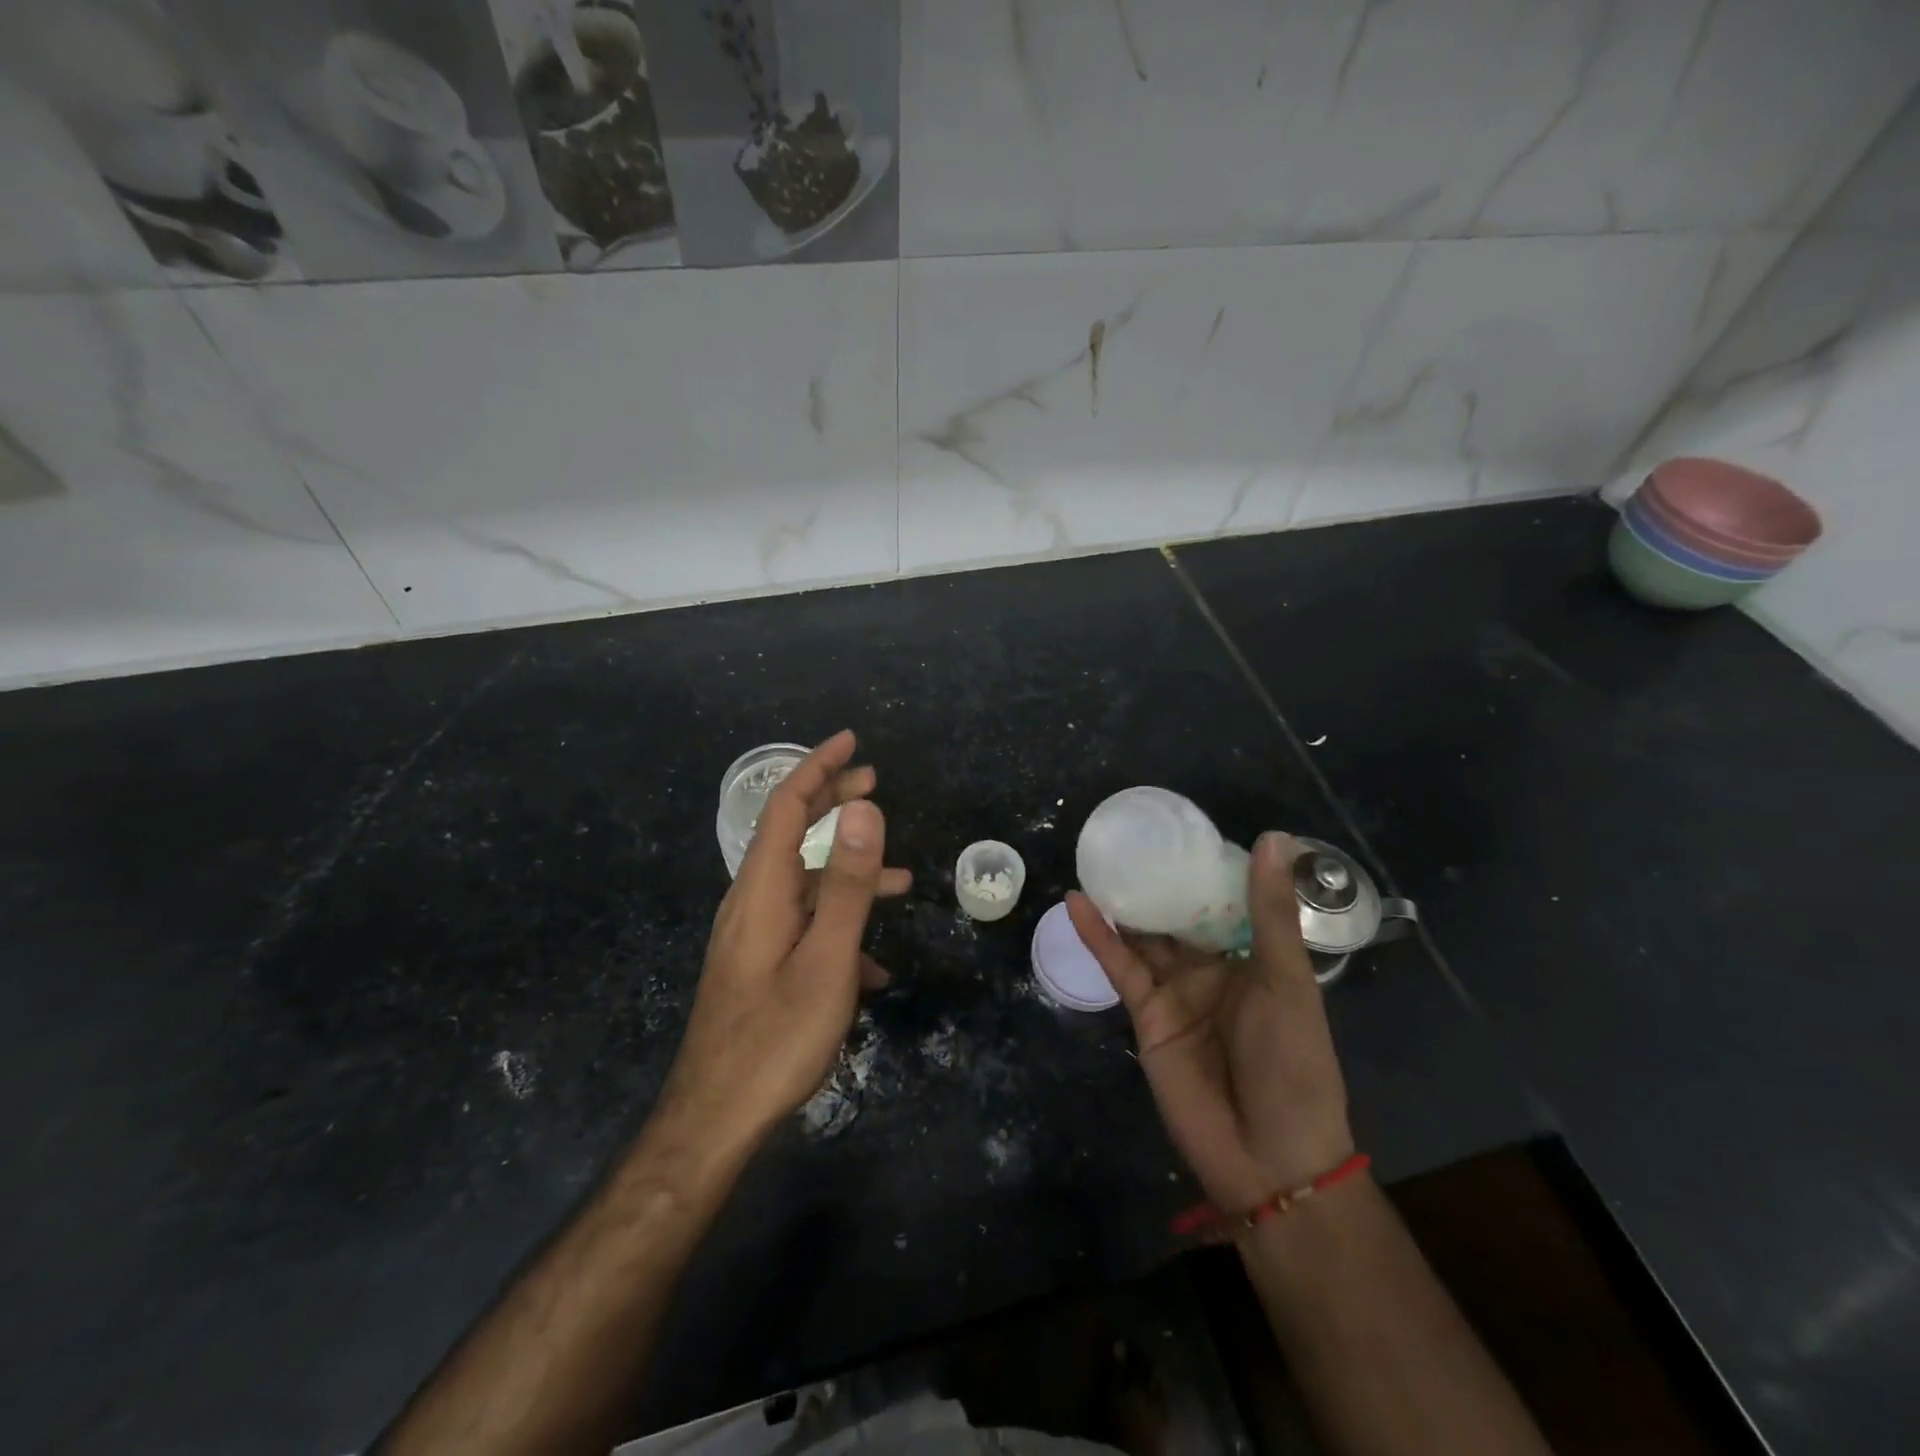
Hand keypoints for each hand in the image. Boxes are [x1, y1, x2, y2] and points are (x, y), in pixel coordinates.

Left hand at [662, 731, 911, 1144]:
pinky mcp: (757, 963)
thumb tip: (864, 809)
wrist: (715, 1118)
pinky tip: (872, 966)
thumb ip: (848, 884)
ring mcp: (751, 934)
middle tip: (874, 781)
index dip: (818, 766)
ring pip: (803, 882)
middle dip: (831, 801)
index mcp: (763, 889)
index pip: (787, 805)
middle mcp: (750, 901)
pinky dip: (838, 924)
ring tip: (899, 880)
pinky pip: (801, 925)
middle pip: (791, 832)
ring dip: (847, 871)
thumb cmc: (776, 1037)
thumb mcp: (827, 959)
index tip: (852, 741)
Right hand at [1067, 832, 1352, 1212]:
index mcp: (1255, 958)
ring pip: (1144, 936)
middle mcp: (1214, 969)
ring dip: (1123, 903)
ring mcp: (1177, 991)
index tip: (1181, 828)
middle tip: (1127, 837)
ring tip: (1096, 860)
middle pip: (1179, 916)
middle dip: (1157, 882)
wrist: (1269, 1156)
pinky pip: (1120, 966)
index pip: (1226, 901)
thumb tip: (1273, 837)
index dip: (1205, 868)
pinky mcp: (1146, 1014)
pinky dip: (1098, 936)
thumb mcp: (1286, 980)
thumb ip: (1270, 912)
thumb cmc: (1293, 1062)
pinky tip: (1077, 902)